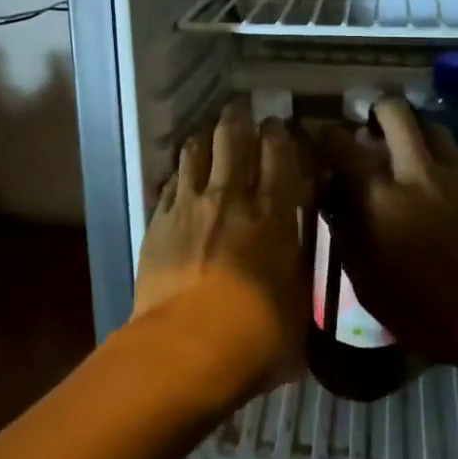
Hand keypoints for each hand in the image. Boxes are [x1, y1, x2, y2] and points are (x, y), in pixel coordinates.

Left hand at [131, 98, 310, 401]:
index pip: (279, 154)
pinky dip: (178, 172)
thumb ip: (298, 265)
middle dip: (239, 118)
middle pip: (233, 138)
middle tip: (242, 110)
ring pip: (195, 151)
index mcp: (273, 213)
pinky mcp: (158, 221)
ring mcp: (190, 205)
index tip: (279, 125)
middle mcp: (231, 197)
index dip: (279, 134)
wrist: (187, 348)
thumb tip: (297, 247)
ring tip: (208, 133)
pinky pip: (168, 182)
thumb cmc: (258, 335)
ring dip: (204, 137)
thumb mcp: (299, 304)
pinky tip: (180, 173)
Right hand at [320, 97, 457, 361]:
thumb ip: (346, 233)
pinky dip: (441, 157)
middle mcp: (416, 170)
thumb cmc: (428, 311)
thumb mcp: (369, 284)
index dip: (327, 136)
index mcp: (379, 195)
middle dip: (376, 111)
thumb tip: (334, 200)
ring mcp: (457, 172)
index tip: (323, 141)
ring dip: (414, 132)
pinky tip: (441, 181)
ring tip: (408, 152)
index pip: (341, 144)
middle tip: (370, 130)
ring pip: (431, 126)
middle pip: (394, 112)